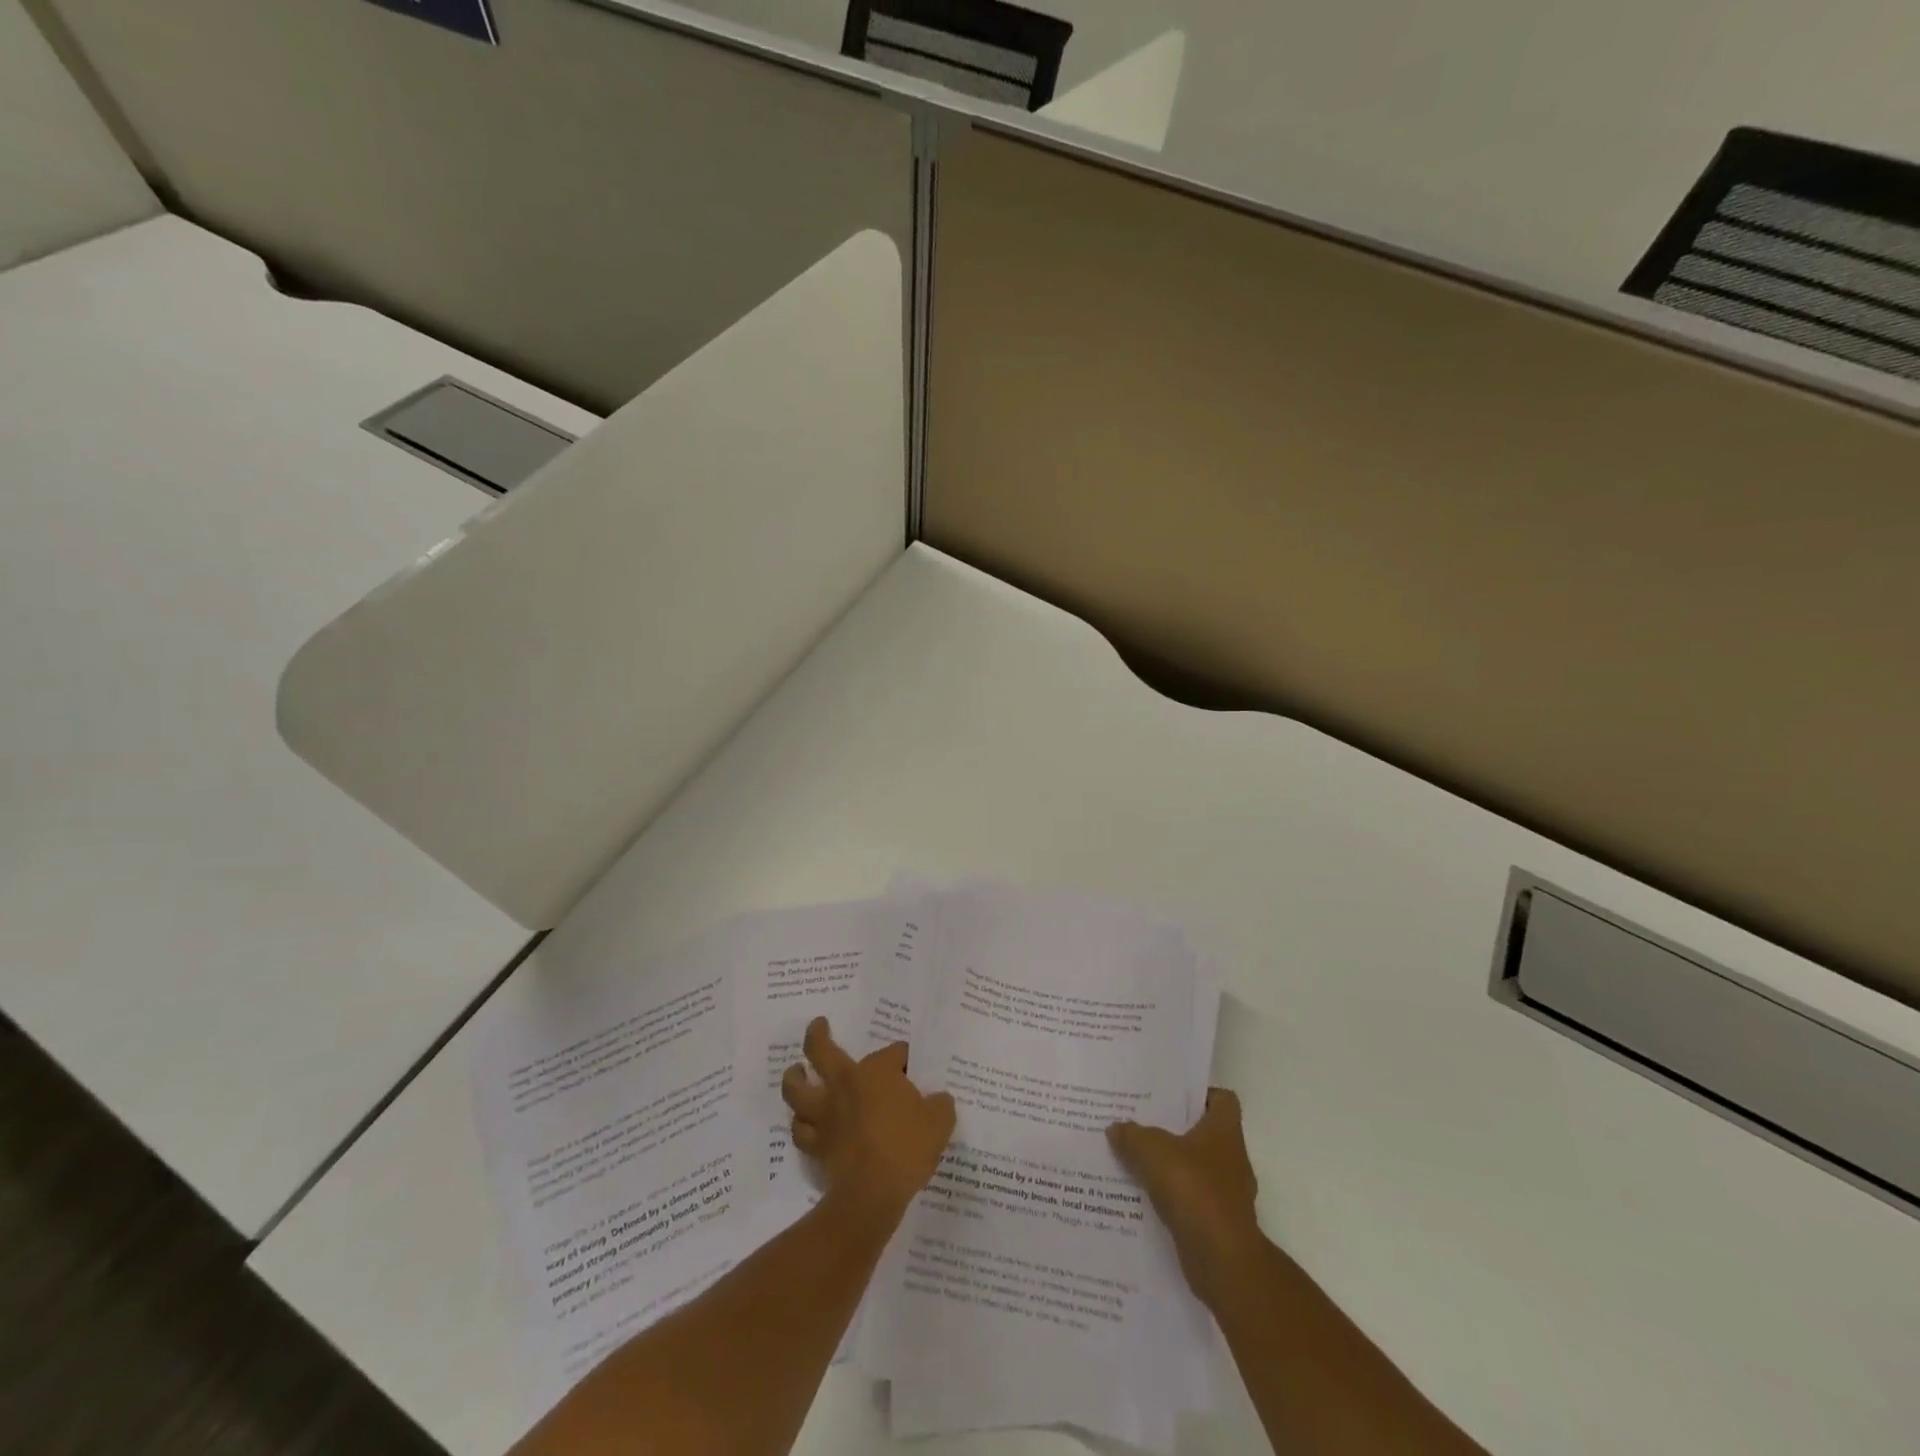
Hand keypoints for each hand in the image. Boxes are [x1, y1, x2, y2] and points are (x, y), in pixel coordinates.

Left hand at [782, 1018, 955, 1224]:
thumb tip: (938, 1100)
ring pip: (797, 1088)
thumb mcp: (939, 1122)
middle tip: (819, 1025)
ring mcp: (826, 1113)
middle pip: (821, 1050)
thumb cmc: (907, 1148)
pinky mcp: (816, 1144)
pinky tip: (804, 1123)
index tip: (911, 1066)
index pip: (893, 1052)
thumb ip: (939, 1105)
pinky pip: (800, 1129)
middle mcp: (844, 1084)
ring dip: (794, 1077)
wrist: (873, 1192)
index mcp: (876, 1071)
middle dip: (817, 1034)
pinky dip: (801, 1124)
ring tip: (796, 1072)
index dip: (903, 1057)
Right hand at [1108, 1088, 1262, 1309]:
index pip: (1222, 1100)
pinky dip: (1170, 1198)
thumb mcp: (1152, 1151)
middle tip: (1140, 1122)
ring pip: (1194, 1168)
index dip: (1200, 1093)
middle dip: (1174, 1129)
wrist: (1222, 1261)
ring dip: (1169, 1166)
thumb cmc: (1194, 1190)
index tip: (1170, 1096)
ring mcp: (1226, 1194)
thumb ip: (1132, 1135)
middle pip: (1203, 1133)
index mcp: (1224, 1132)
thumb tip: (1116, 1127)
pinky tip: (1142, 1196)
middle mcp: (1231, 1159)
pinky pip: (1189, 1200)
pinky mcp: (1216, 1223)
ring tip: (1134, 1159)